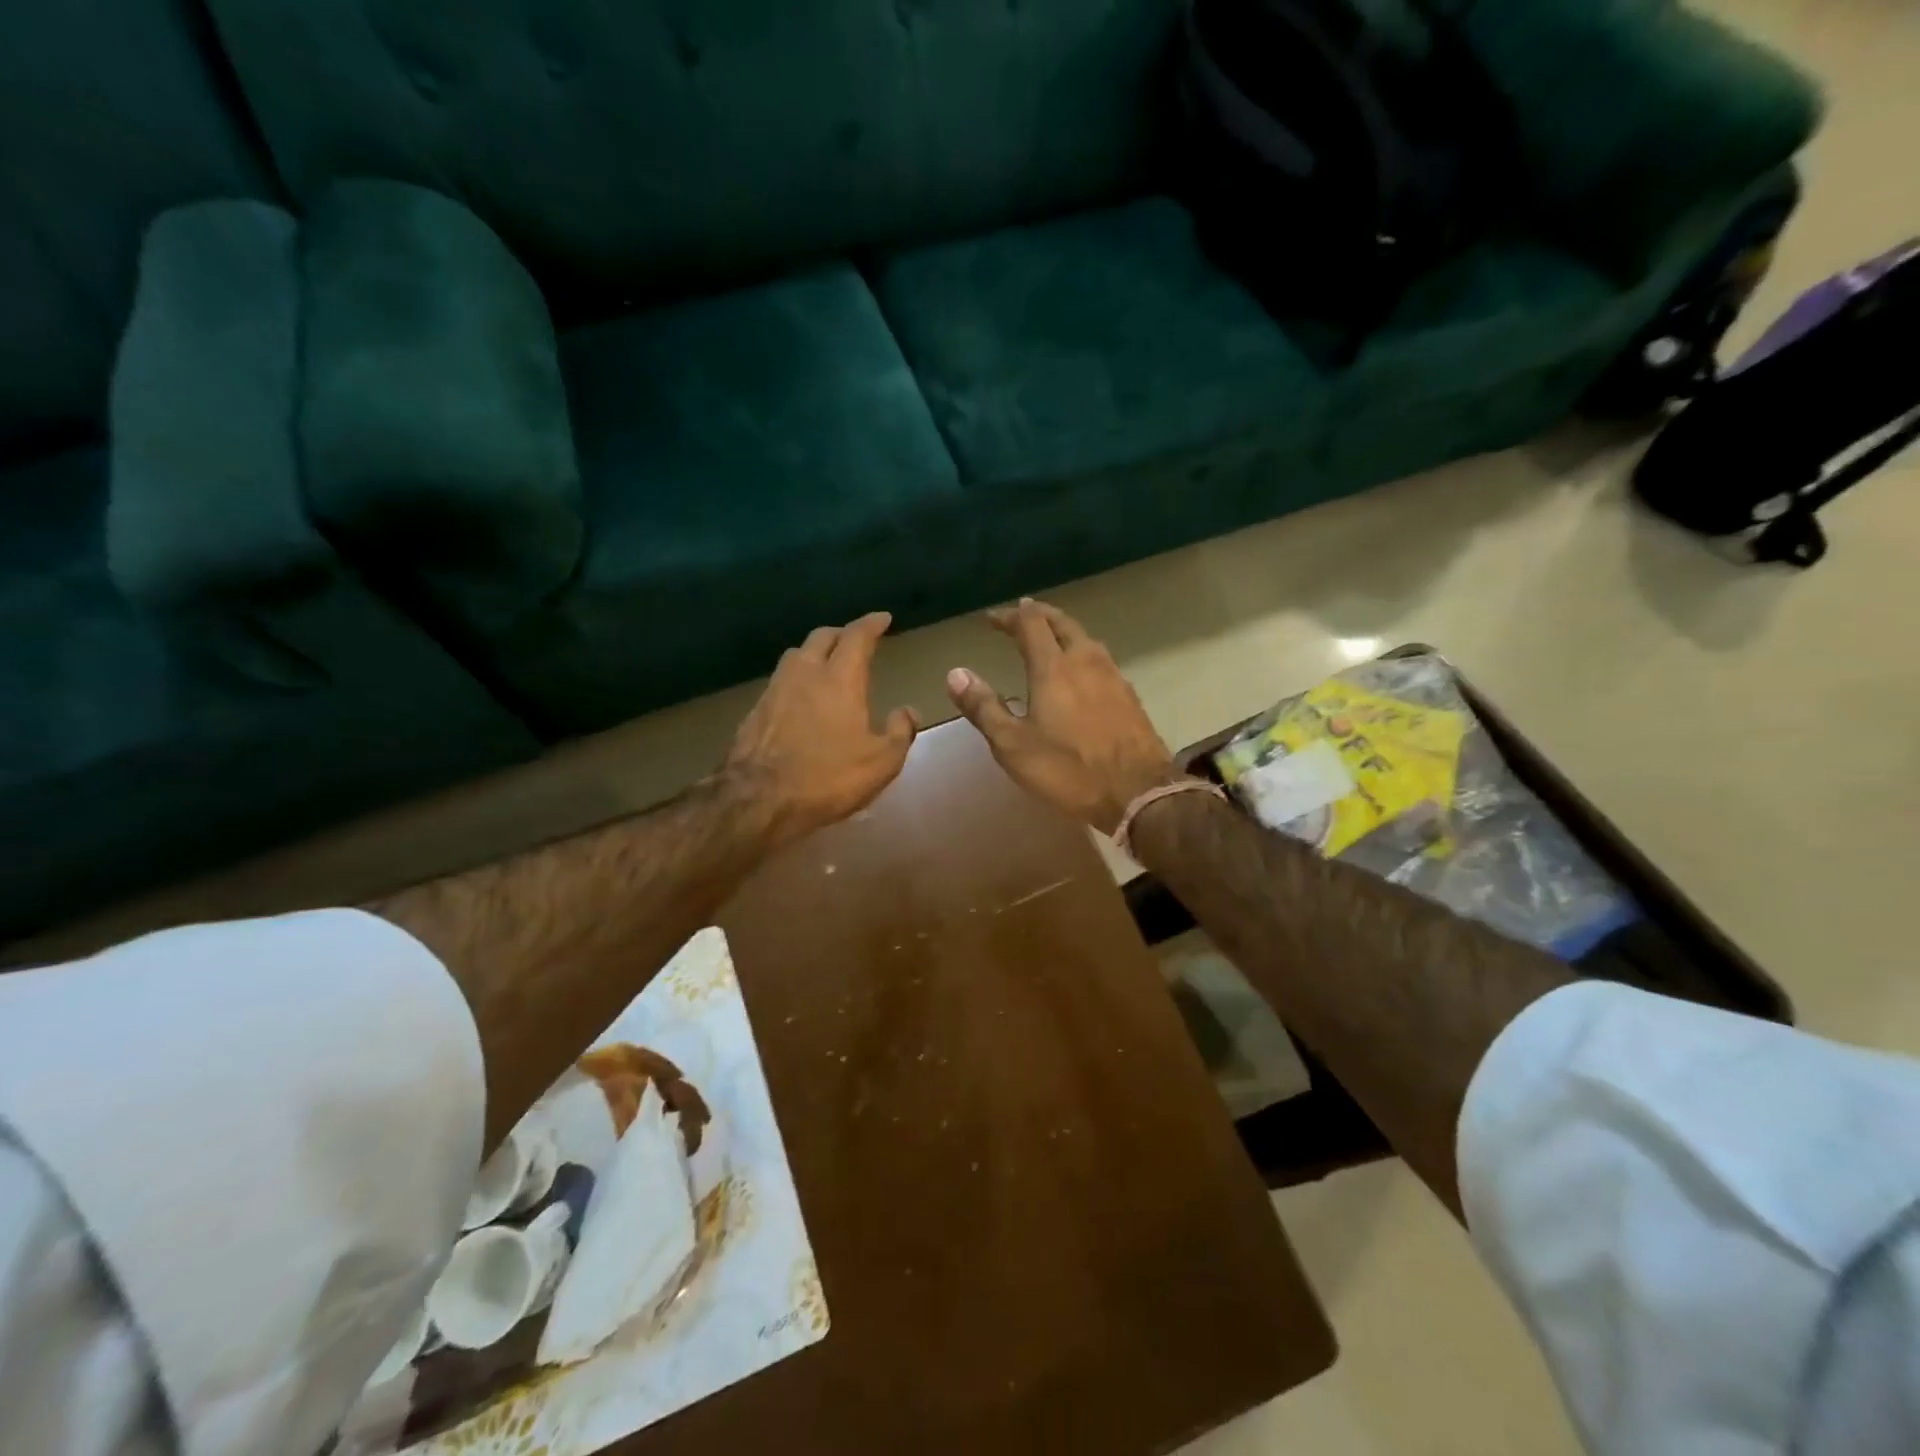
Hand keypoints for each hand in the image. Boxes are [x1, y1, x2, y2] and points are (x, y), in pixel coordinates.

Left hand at [725, 611, 917, 845]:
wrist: (758, 799)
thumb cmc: (828, 778)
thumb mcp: (880, 763)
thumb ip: (899, 732)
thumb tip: (908, 711)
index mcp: (840, 679)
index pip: (857, 636)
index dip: (872, 623)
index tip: (883, 618)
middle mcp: (805, 673)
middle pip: (822, 637)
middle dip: (841, 634)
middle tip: (855, 641)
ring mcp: (775, 689)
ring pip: (796, 655)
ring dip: (814, 653)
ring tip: (826, 665)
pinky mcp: (755, 710)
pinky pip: (780, 682)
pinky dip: (796, 680)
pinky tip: (800, 699)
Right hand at [946, 599, 1176, 833]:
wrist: (1138, 792)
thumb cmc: (1068, 770)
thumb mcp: (1012, 745)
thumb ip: (983, 708)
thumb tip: (955, 673)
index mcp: (1053, 668)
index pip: (1030, 624)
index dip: (1009, 616)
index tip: (992, 618)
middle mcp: (1086, 661)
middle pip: (1062, 622)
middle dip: (1039, 614)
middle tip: (1022, 613)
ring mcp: (1113, 677)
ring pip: (1086, 639)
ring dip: (1063, 631)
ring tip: (1049, 637)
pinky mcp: (1130, 696)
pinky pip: (1102, 660)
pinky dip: (1083, 653)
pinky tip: (1081, 673)